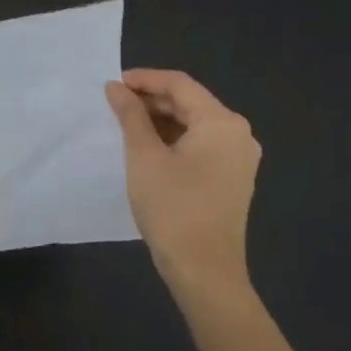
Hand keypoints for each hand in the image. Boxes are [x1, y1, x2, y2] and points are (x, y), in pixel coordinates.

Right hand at [104, 69, 261, 305]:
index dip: (144, 79)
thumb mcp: (144, 156)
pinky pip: (200, 144)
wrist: (204, 271)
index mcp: (222, 122)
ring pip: (194, 124)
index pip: (179, 84)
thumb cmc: (173, 208)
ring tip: (124, 124)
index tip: (112, 84)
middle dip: (151, 100)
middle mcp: (237, 133)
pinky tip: (147, 147)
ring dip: (160, 120)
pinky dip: (173, 140)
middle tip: (114, 105)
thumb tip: (115, 87)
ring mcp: (238, 158)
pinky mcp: (232, 178)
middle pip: (189, 102)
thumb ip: (130, 115)